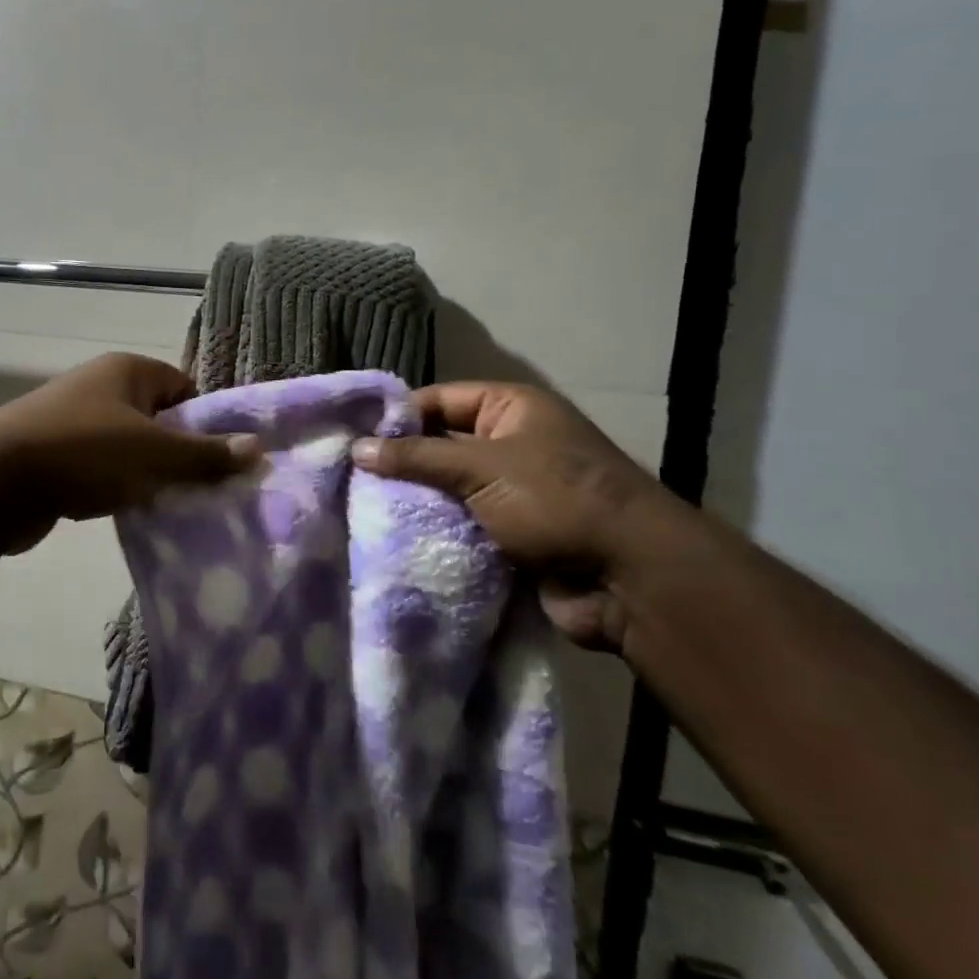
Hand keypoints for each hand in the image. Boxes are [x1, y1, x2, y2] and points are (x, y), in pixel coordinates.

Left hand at [0, 354, 256, 550]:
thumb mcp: (154, 453)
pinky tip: (128, 514)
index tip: (218, 460)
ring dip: (147, 476)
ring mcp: (74, 419)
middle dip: (178, 455)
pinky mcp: (55, 454)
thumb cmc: (84, 451)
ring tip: (169, 507)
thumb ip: (205, 454)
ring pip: (129, 448)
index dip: (205, 422)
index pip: (184, 388)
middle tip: (201, 490)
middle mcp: (101, 387)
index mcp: (127, 371)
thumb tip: (257, 448)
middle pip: (158, 419)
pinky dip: (115, 488)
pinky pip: (101, 468)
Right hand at [350, 382, 689, 650]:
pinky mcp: (511, 534)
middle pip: (441, 445)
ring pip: (448, 489)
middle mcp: (511, 443)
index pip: (439, 400)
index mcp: (511, 408)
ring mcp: (512, 491)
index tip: (353, 437)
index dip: (398, 416)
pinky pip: (461, 524)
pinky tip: (392, 536)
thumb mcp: (480, 467)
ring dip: (416, 500)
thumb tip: (356, 449)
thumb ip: (416, 457)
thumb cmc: (555, 499)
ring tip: (360, 507)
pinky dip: (435, 530)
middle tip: (349, 476)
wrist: (629, 577)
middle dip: (402, 462)